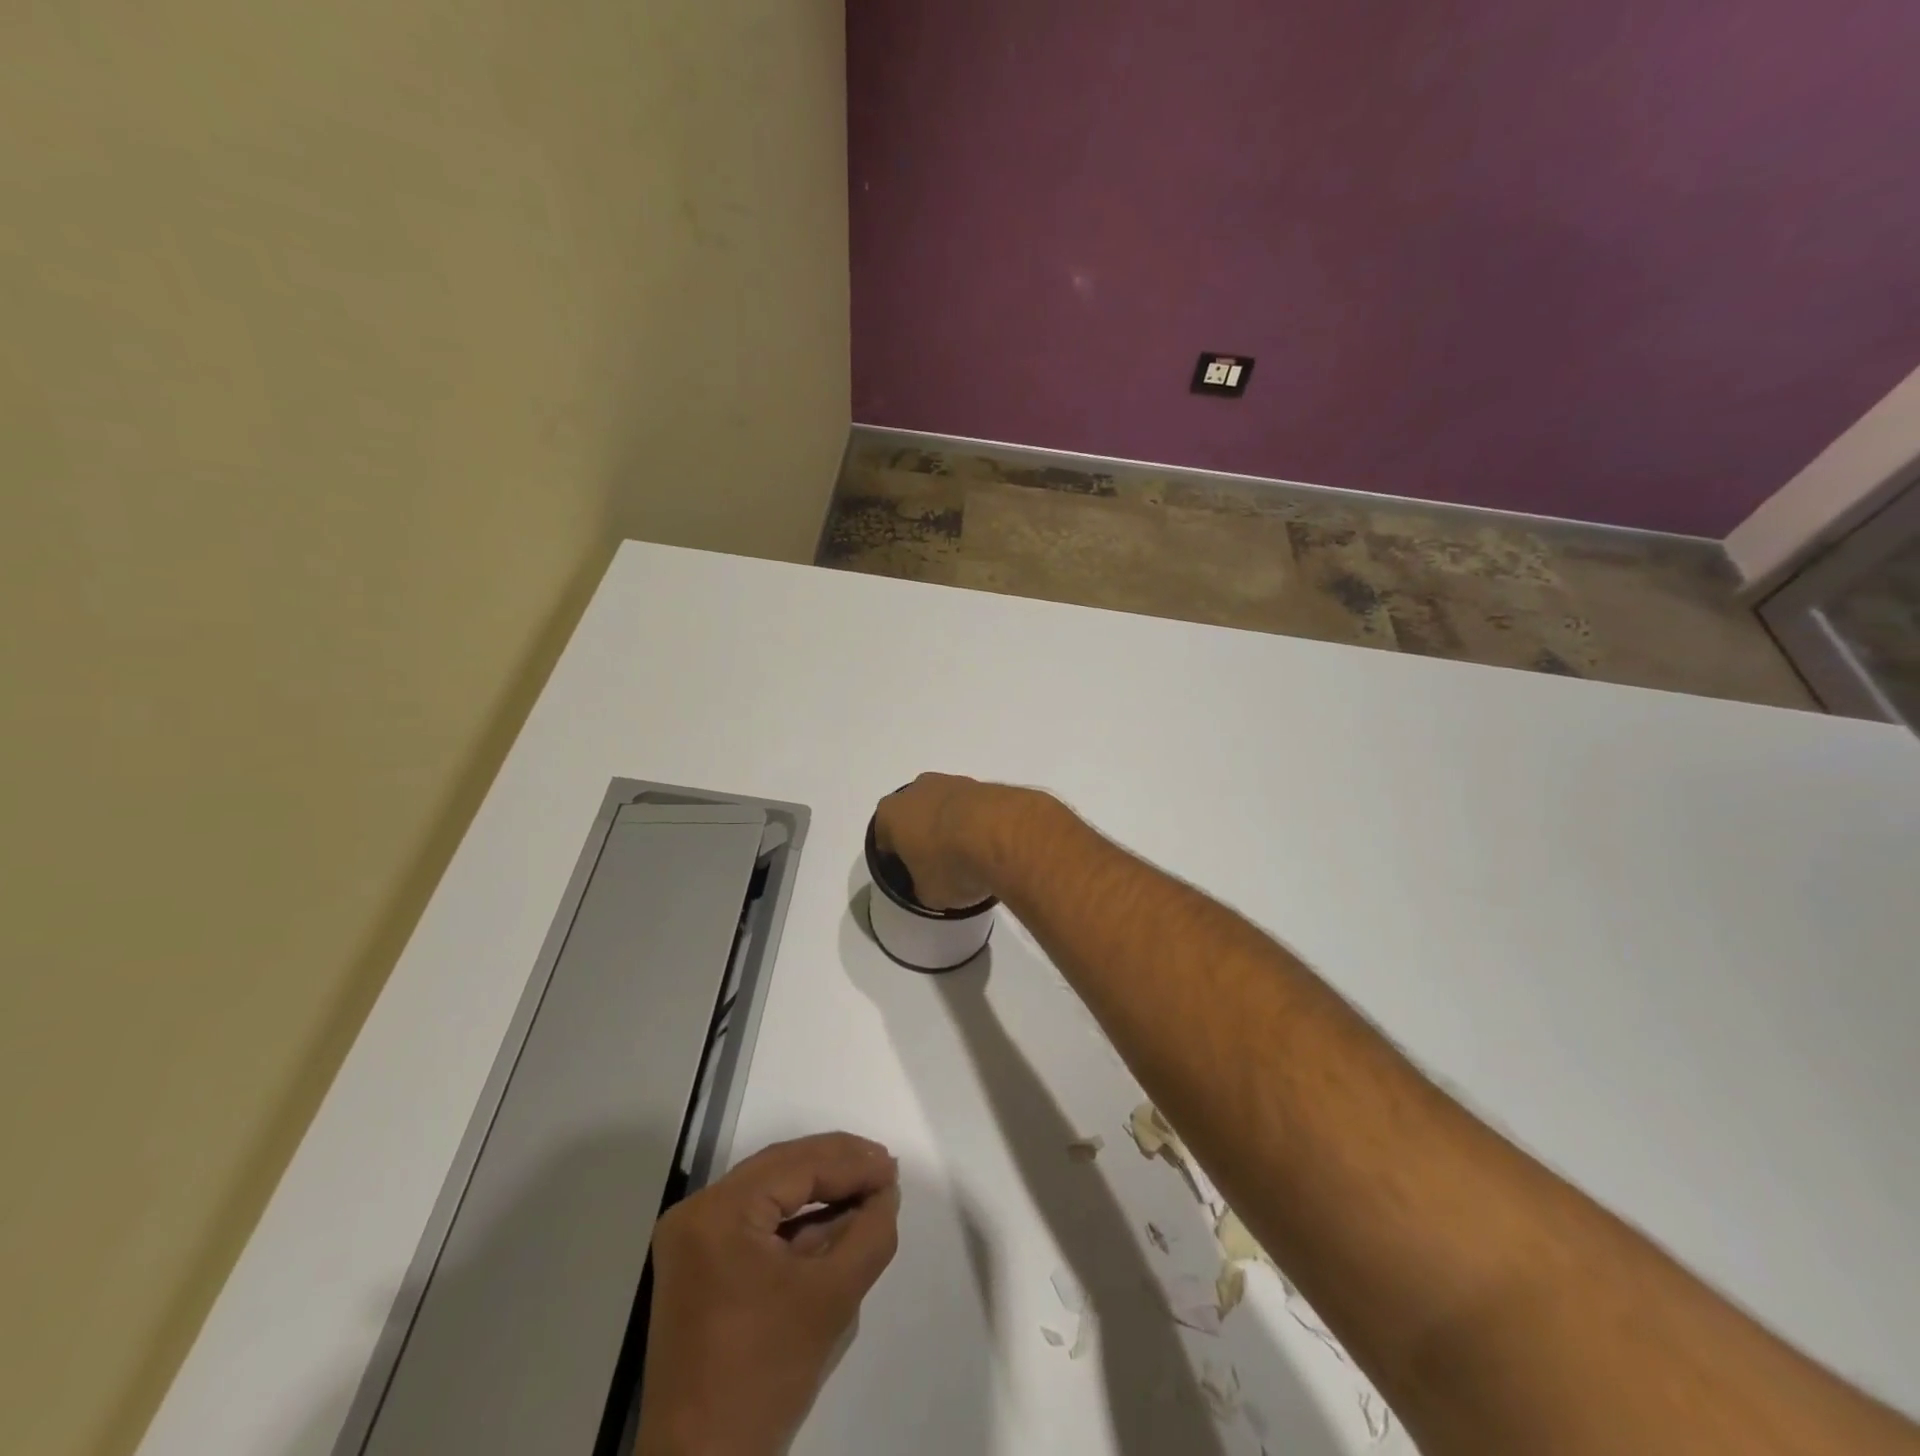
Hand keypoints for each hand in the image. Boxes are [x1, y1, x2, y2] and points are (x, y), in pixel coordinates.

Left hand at [634, 1134, 901, 1455]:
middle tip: (884, 1167)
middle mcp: (698, 1211)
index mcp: (720, 1212)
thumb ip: (869, 1234)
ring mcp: (693, 1237)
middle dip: (836, 1166)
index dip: (851, 1163)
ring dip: (818, 1187)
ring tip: (867, 1185)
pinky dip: (795, 1216)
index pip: (797, 1166)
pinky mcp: (698, 1262)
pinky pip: (755, 1220)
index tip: (893, 1168)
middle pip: (780, 1169)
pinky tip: (833, 1216)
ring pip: (769, 1190)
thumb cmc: (765, 1377)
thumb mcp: (832, 1299)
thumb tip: (885, 1190)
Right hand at [874, 773, 1018, 909]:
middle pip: (914, 815)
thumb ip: (923, 887)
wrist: (1001, 835)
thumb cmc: (951, 865)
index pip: (883, 837)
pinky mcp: (983, 784)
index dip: (895, 857)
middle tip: (938, 864)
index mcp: (891, 814)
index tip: (909, 874)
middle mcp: (917, 790)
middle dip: (923, 836)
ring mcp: (951, 782)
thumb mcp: (929, 894)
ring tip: (969, 856)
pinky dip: (976, 822)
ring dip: (952, 826)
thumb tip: (931, 886)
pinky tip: (988, 845)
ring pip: (944, 807)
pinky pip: (972, 807)